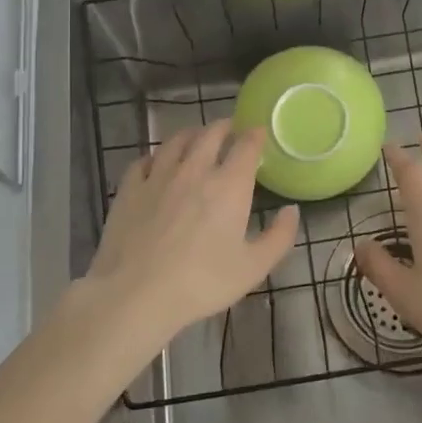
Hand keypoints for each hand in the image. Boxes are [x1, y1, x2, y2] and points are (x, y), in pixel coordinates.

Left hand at [85, 122, 299, 342]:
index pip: (246, 146)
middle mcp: (195, 170)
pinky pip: (144, 160)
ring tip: (197, 138)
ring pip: (177, 141)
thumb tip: (292, 210)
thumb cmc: (201, 283)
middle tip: (230, 129)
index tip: (259, 132)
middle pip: (210, 134)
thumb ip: (279, 236)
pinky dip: (156, 157)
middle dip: (224, 127)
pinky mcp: (130, 188)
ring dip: (191, 134)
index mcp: (229, 185)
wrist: (136, 295)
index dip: (255, 135)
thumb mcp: (253, 268)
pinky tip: (157, 164)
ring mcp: (158, 176)